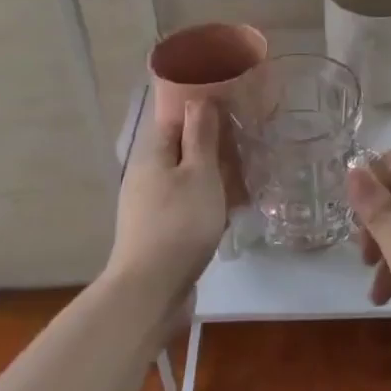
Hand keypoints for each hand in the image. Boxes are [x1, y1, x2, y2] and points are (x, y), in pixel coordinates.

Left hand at [106, 101, 226, 308]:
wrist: (150, 291)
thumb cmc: (180, 223)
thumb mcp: (200, 173)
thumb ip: (200, 136)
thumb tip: (197, 99)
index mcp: (153, 155)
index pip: (175, 120)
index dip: (202, 115)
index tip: (232, 116)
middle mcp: (145, 176)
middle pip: (181, 152)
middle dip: (211, 150)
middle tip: (245, 152)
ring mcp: (148, 207)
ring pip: (185, 181)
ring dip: (211, 180)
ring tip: (244, 183)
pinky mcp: (156, 234)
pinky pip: (184, 207)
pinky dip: (205, 205)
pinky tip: (227, 215)